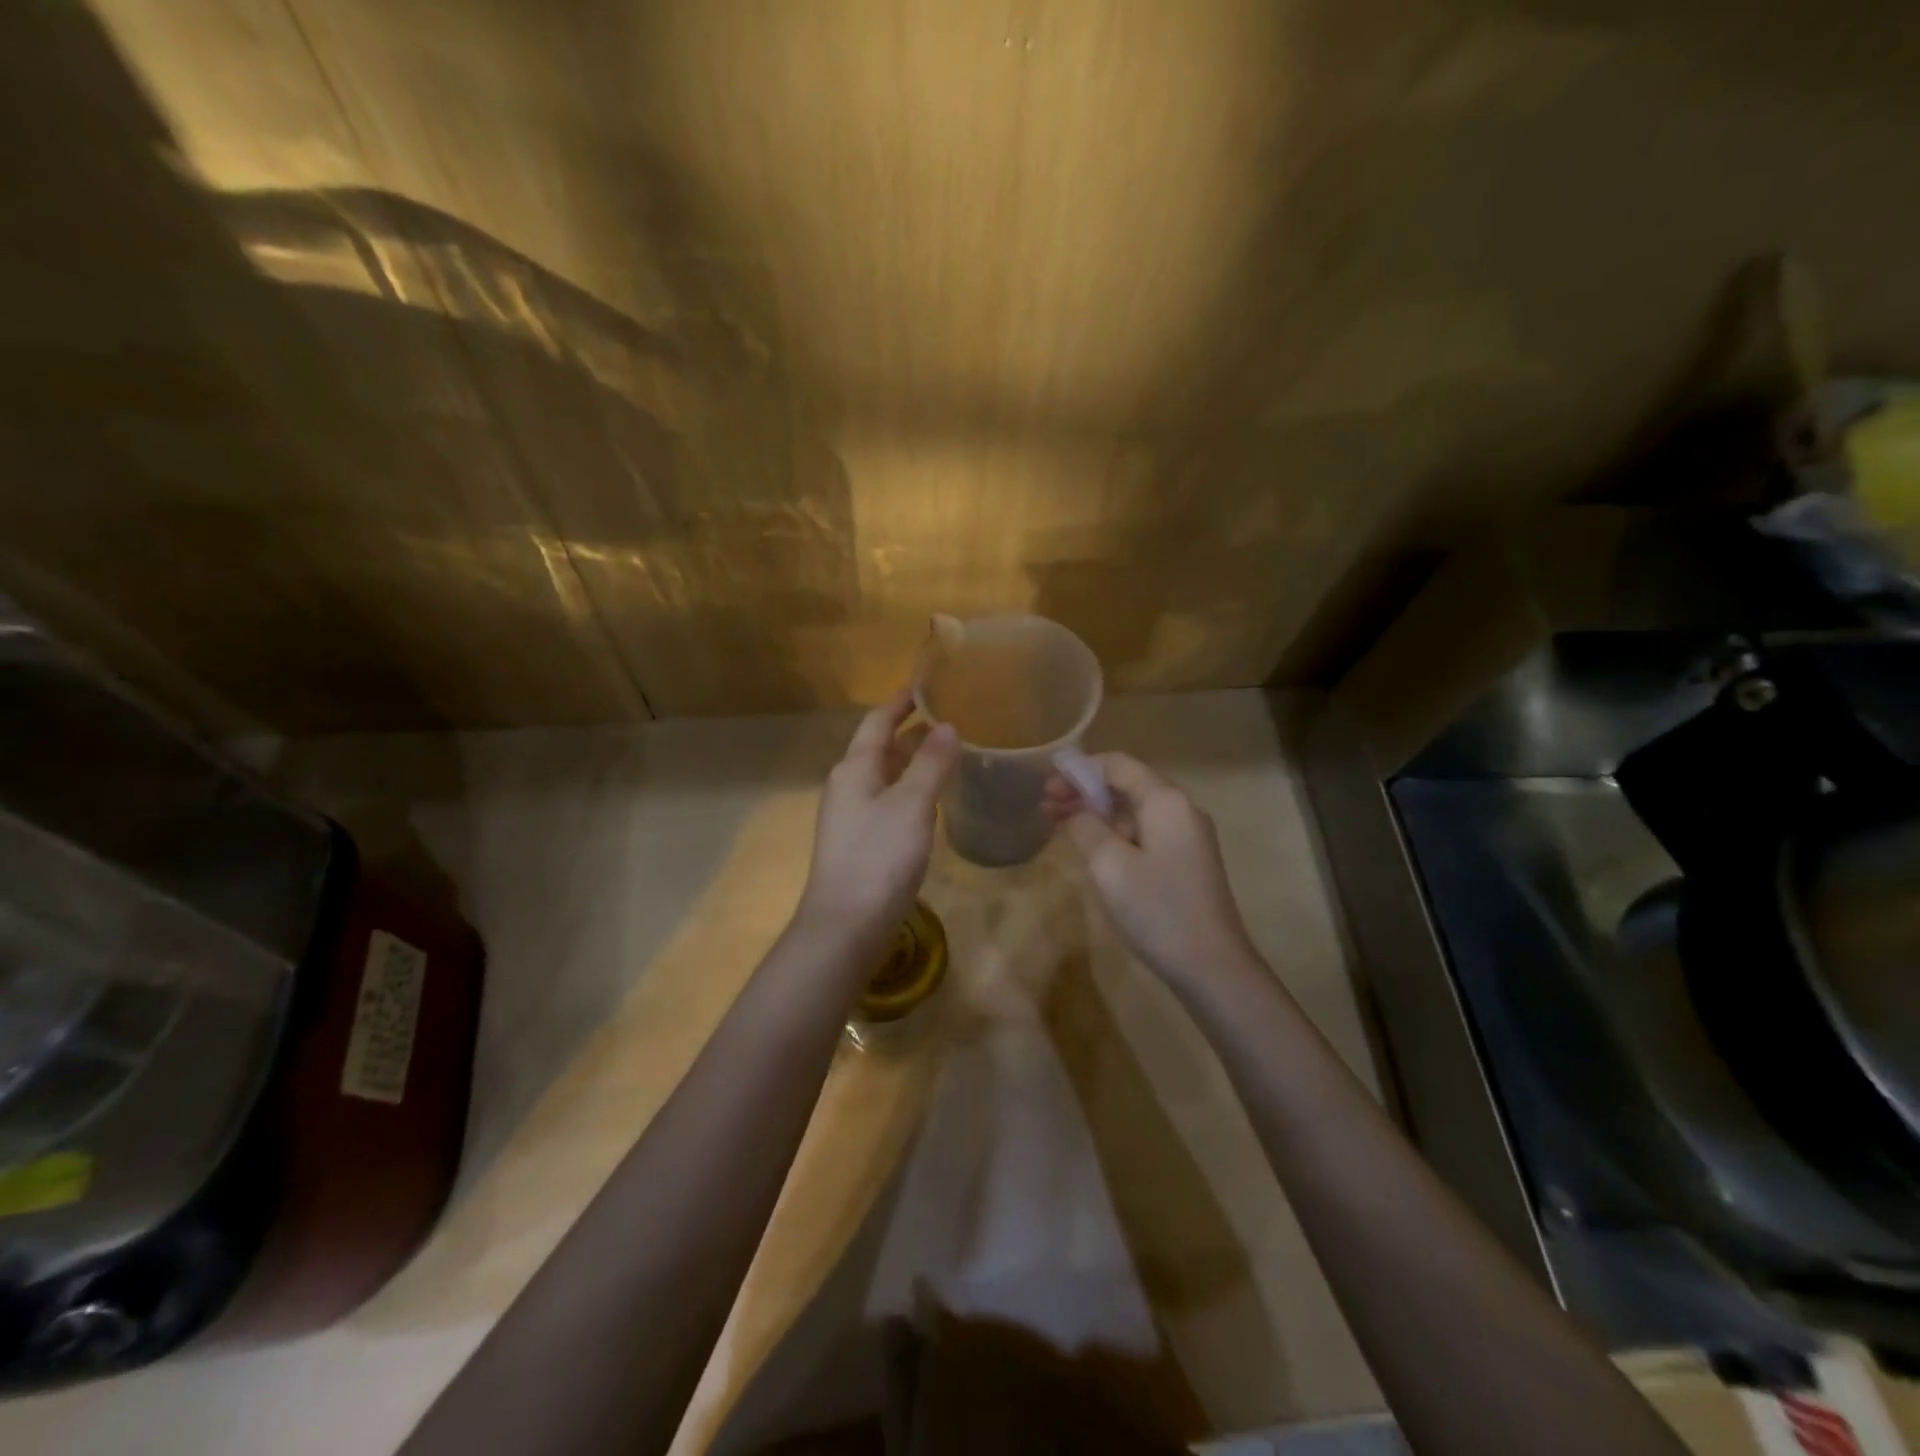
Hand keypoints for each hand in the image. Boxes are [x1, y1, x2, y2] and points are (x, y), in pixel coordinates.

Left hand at [795, 689, 959, 952]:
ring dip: (913, 762)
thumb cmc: (878, 857)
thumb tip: (948, 726)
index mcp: (855, 768)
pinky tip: (932, 800)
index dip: (900, 702)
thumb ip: (931, 764)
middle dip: (911, 732)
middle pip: (880, 748)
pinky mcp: (861, 843)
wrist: (846, 925)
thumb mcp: (911, 805)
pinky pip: (888, 801)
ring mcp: (852, 816)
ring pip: (885, 776)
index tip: (925, 686)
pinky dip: (911, 790)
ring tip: (948, 753)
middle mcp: (848, 786)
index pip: (877, 722)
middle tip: (949, 719)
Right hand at [1044, 752, 1260, 985]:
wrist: (1212, 967)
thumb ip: (1085, 826)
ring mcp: (1187, 837)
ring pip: (1134, 811)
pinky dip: (1114, 833)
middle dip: (1084, 792)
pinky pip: (1144, 833)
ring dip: (1097, 814)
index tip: (1046, 784)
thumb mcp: (1109, 865)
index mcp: (1165, 800)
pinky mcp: (1186, 861)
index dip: (1079, 769)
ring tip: (1059, 825)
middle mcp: (1181, 809)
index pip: (1117, 764)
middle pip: (1126, 785)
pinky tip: (1091, 848)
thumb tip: (1074, 809)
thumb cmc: (1157, 909)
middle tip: (1046, 807)